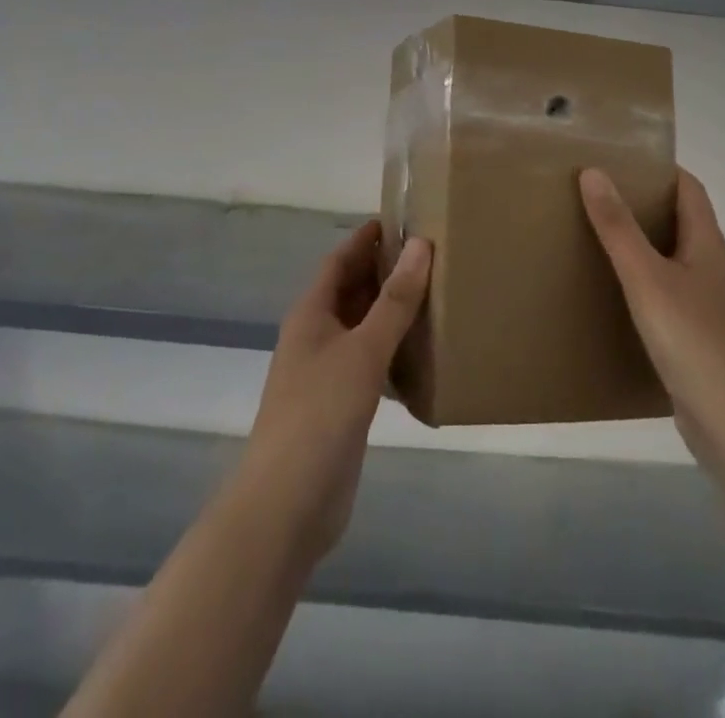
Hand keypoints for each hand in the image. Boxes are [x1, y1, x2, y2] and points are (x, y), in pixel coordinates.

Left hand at [240, 221, 431, 563]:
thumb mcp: (363, 350)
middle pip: (352, 290)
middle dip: (385, 271)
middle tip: (432, 255)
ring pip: (363, 327)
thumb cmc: (320, 414)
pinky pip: (370, 363)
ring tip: (436, 295)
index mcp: (312, 313)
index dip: (367, 238)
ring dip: (392, 311)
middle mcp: (316, 336)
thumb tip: (422, 245)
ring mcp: (326, 373)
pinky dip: (394, 351)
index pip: (340, 259)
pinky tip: (424, 354)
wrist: (287, 506)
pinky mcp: (341, 406)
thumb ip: (395, 300)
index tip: (405, 218)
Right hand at [580, 168, 724, 478]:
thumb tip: (593, 171)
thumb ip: (618, 227)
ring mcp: (705, 302)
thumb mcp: (646, 277)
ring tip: (594, 235)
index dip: (658, 168)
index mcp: (706, 242)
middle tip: (594, 194)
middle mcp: (709, 265)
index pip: (688, 187)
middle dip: (640, 203)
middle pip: (677, 219)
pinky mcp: (695, 334)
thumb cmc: (693, 338)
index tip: (618, 159)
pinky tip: (611, 292)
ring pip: (669, 257)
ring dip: (638, 243)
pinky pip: (664, 292)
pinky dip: (639, 281)